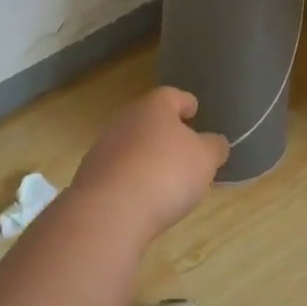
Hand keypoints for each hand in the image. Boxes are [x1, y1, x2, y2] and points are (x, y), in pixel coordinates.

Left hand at [68, 88, 228, 240]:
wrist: (109, 210)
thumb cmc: (166, 173)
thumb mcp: (205, 159)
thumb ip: (214, 147)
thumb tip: (215, 142)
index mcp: (154, 106)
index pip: (172, 95)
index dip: (186, 102)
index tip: (194, 110)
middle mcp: (126, 119)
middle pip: (149, 119)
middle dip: (165, 131)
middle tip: (184, 147)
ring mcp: (104, 147)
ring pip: (132, 144)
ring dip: (147, 156)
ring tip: (165, 177)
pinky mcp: (91, 176)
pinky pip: (119, 171)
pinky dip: (132, 178)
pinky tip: (143, 197)